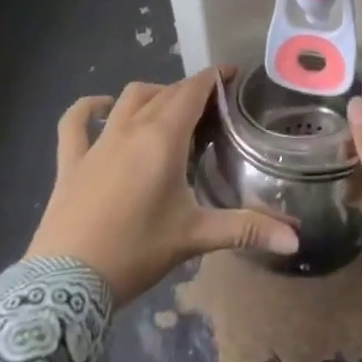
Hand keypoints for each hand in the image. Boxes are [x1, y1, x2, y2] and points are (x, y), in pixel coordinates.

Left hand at [26, 69, 298, 301]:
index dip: (214, 78)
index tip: (233, 76)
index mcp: (163, 137)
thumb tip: (295, 237)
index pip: (193, 90)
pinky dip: (88, 108)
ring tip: (168, 109)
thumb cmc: (136, 252)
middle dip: (190, 91)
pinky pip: (75, 122)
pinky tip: (100, 107)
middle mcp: (131, 127)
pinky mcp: (71, 161)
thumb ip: (245, 229)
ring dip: (152, 94)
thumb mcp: (194, 237)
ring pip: (129, 98)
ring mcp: (98, 142)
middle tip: (211, 109)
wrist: (65, 285)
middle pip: (166, 92)